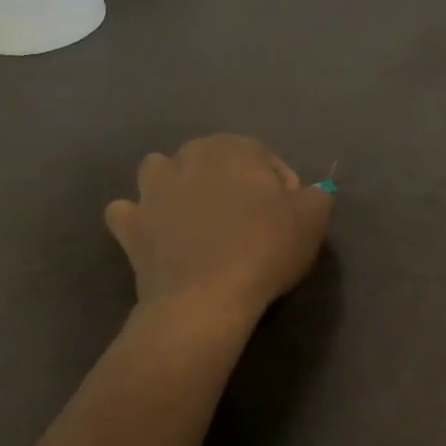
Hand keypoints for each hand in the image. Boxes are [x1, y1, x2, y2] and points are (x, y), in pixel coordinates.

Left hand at [106, 135, 332, 322]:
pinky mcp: (130, 226)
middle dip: (232, 184)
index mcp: (232, 147)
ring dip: (177, 187)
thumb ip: (318, 195)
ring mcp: (151, 190)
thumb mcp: (314, 217)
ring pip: (162, 173)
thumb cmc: (264, 248)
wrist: (205, 299)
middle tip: (251, 223)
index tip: (290, 219)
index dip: (283, 188)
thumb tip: (308, 193)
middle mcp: (186, 157)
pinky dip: (140, 220)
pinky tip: (157, 236)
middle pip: (215, 162)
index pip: (266, 159)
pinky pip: (128, 212)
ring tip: (200, 220)